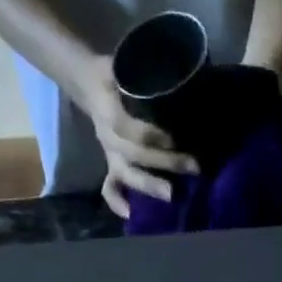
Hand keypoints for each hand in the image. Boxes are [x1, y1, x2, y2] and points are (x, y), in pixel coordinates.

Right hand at [78, 56, 198, 217]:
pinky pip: (110, 188)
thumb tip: (182, 71)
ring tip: (172, 197)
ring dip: (149, 187)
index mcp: (108, 111)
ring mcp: (110, 155)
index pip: (128, 128)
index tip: (174, 138)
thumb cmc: (114, 74)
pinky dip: (118, 203)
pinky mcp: (111, 166)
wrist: (87, 84)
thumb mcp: (123, 65)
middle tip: (193, 168)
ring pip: (127, 175)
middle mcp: (109, 137)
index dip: (150, 135)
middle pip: (135, 155)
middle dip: (165, 163)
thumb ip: (142, 70)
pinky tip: (132, 216)